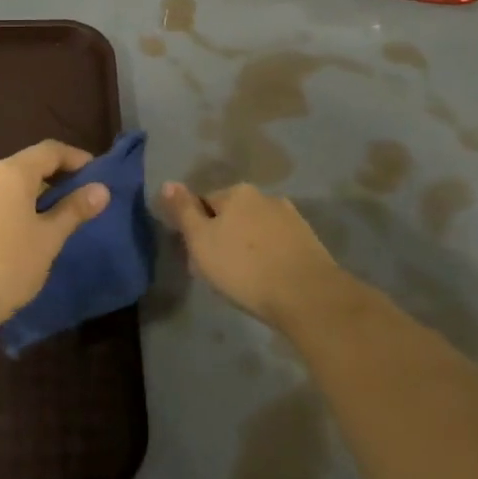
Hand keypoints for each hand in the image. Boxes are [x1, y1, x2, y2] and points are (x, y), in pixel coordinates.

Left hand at [0, 140, 108, 339]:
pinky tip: (27, 235)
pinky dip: (17, 209)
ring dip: (36, 196)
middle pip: (28, 166)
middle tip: (83, 199)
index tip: (98, 175)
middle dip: (57, 178)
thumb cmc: (6, 265)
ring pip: (10, 187)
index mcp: (10, 173)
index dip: (76, 158)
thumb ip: (74, 210)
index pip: (49, 150)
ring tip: (59, 219)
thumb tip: (101, 188)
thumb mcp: (48, 238)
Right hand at [158, 181, 344, 330]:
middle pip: (232, 215)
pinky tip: (267, 279)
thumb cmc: (244, 268)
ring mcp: (291, 218)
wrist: (306, 295)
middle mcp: (265, 197)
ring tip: (244, 278)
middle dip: (223, 236)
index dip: (196, 229)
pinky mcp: (309, 241)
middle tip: (218, 269)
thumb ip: (183, 211)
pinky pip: (277, 244)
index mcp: (237, 192)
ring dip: (247, 246)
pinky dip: (268, 256)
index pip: (204, 203)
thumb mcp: (201, 240)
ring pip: (256, 230)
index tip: (197, 256)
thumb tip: (168, 183)